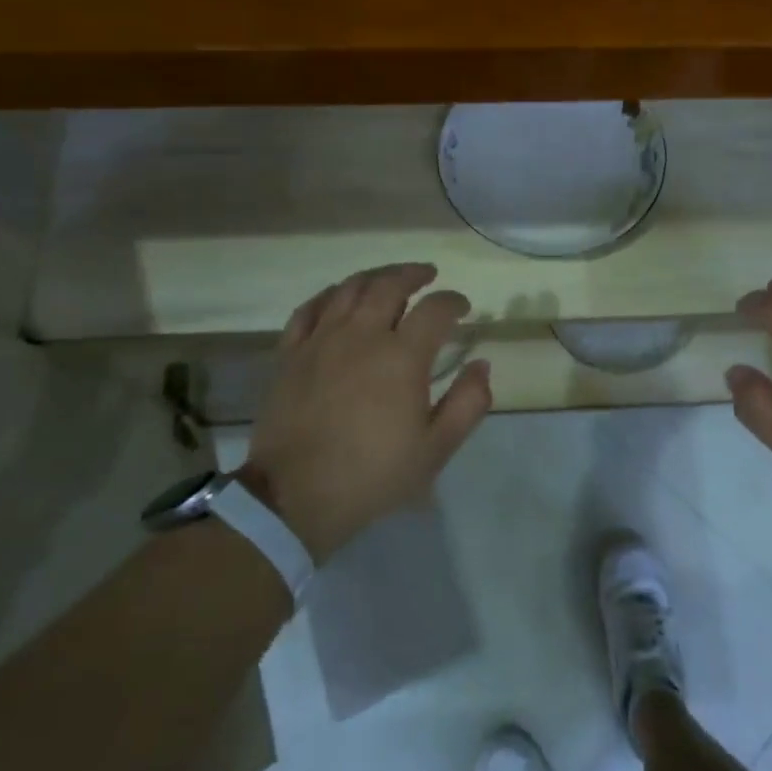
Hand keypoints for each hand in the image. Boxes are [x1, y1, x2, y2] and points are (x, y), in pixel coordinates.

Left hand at [241, 263, 490, 563]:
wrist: (296, 496)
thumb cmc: (374, 474)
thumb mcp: (436, 448)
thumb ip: (468, 403)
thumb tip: (481, 365)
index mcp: (402, 356)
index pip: (435, 309)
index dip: (453, 301)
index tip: (463, 308)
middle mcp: (362, 335)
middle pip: (389, 285)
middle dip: (413, 274)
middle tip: (428, 275)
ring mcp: (321, 341)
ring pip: (349, 289)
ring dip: (375, 277)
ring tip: (388, 278)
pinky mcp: (290, 354)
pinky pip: (308, 309)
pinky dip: (329, 295)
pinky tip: (338, 298)